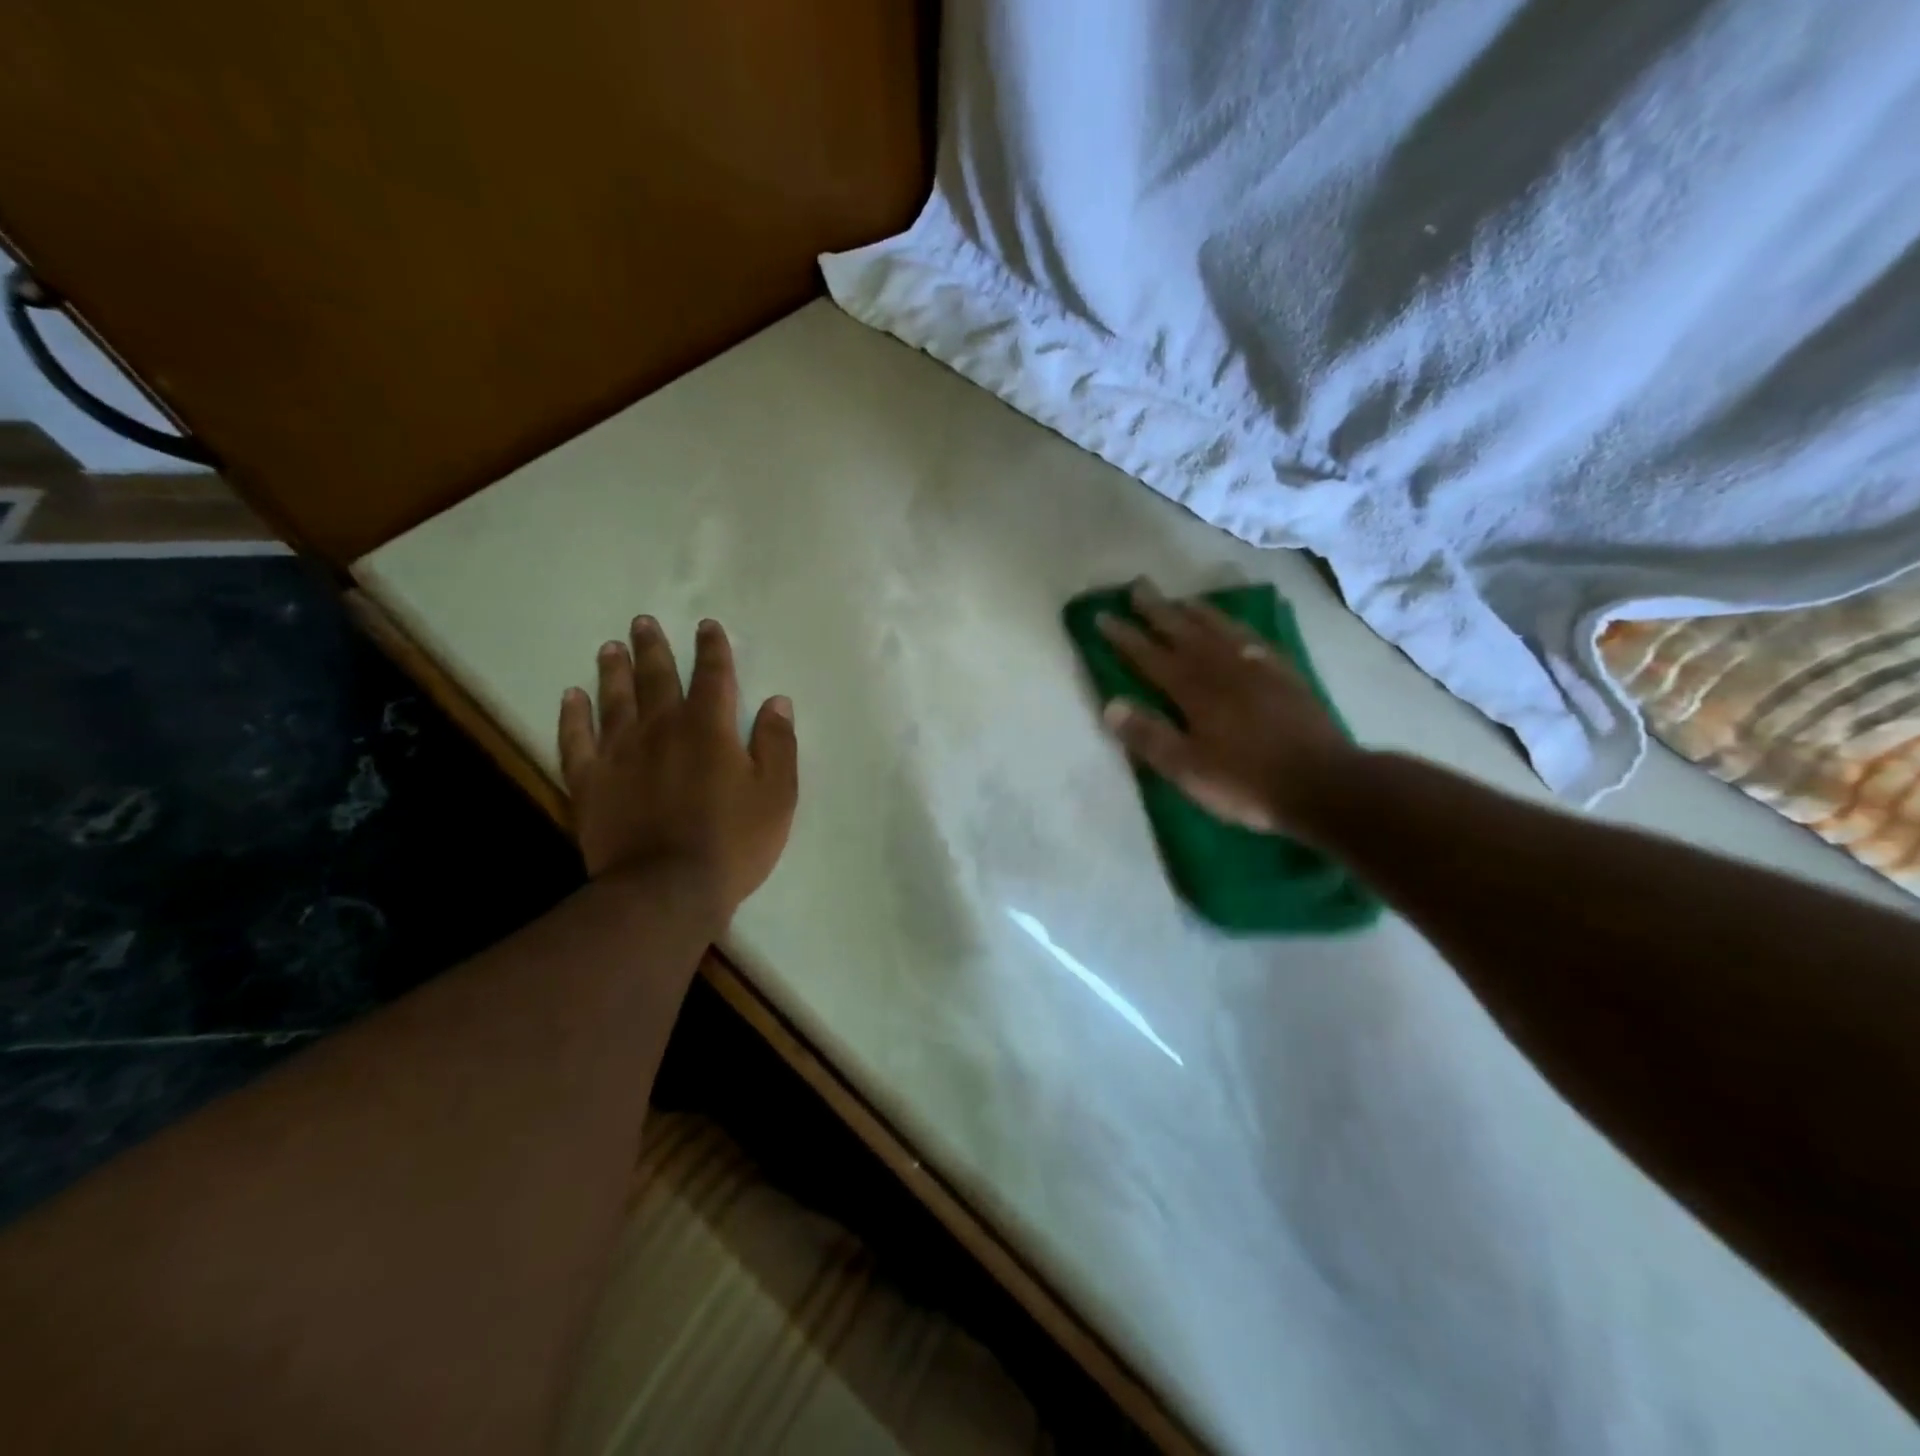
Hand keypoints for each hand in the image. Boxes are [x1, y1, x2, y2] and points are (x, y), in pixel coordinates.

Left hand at [557, 615, 797, 914]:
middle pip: (656, 677)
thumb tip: (776, 701)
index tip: (707, 626)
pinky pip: (575, 740)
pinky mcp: (589, 782)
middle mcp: (661, 728)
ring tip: (611, 647)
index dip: (712, 648)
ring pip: (614, 699)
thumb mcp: (776, 794)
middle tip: (643, 621)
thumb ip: (777, 744)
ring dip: (614, 670)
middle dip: (654, 647)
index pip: (713, 675)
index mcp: (709, 728)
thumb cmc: (732, 842)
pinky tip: (571, 697)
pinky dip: (572, 716)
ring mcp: (619, 753)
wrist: (666, 890)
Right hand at [1097, 580, 1362, 840]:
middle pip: (1184, 633)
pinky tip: (1236, 629)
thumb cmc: (1246, 782)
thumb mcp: (1187, 769)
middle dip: (1158, 611)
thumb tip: (1110, 704)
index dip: (1125, 638)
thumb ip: (1148, 735)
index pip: (1151, 658)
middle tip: (1138, 587)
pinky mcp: (1285, 678)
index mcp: (1194, 692)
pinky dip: (1239, 630)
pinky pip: (1255, 642)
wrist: (1323, 784)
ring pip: (1220, 631)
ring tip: (1180, 599)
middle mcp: (1223, 670)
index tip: (1103, 616)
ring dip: (1197, 613)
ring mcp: (1257, 670)